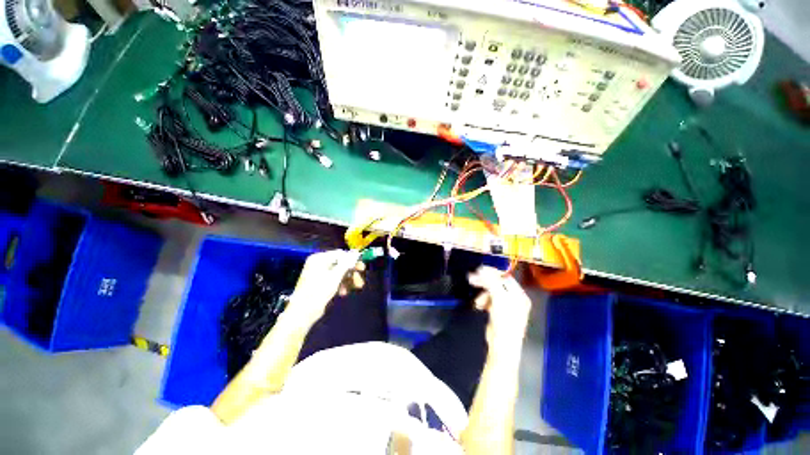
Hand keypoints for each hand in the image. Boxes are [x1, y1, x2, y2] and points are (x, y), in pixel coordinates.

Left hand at [285, 250, 365, 326]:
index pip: (340, 254)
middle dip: (351, 272)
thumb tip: (356, 252)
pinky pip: (334, 280)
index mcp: (319, 259)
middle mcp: (318, 264)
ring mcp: (319, 274)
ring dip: (348, 280)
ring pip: (339, 273)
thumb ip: (347, 263)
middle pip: (340, 264)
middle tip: (360, 280)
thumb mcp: (335, 276)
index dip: (352, 260)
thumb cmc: (318, 291)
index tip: (362, 268)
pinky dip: (341, 285)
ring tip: (355, 288)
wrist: (302, 313)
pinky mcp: (320, 284)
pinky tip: (343, 293)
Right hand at [468, 266, 531, 350]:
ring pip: (492, 291)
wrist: (502, 347)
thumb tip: (481, 269)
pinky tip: (479, 305)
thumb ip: (491, 282)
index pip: (505, 277)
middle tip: (471, 279)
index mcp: (519, 295)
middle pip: (498, 283)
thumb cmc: (504, 322)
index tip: (478, 270)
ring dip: (482, 293)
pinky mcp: (498, 312)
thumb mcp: (498, 299)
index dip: (491, 272)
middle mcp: (515, 299)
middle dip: (484, 281)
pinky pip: (489, 299)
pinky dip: (483, 300)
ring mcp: (507, 305)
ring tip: (477, 301)